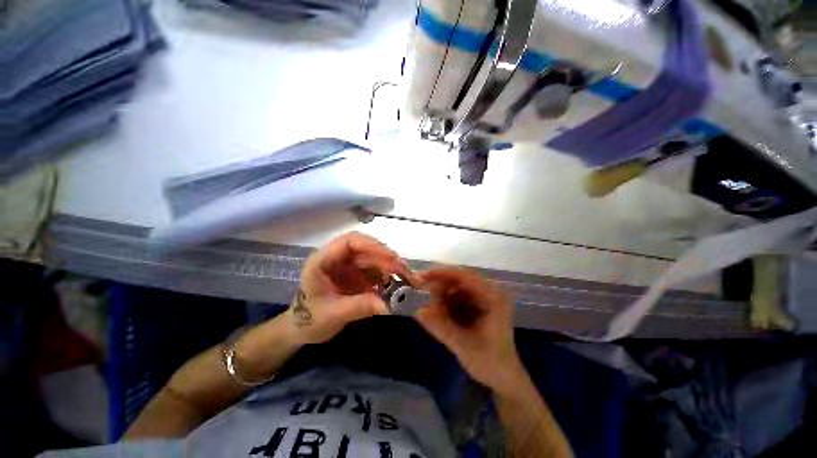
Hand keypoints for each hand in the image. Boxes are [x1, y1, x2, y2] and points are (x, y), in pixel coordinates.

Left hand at [287, 232, 414, 343]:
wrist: (304, 329)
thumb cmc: (310, 319)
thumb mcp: (333, 314)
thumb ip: (360, 306)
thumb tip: (390, 306)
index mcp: (323, 260)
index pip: (349, 242)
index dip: (371, 245)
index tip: (391, 256)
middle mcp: (338, 258)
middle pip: (366, 249)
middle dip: (387, 259)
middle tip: (406, 271)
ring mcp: (349, 266)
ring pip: (374, 259)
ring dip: (391, 268)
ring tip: (407, 280)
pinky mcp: (358, 275)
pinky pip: (376, 271)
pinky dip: (388, 278)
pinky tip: (398, 286)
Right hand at [415, 267, 524, 393]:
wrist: (504, 378)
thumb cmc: (490, 363)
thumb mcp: (463, 346)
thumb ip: (440, 327)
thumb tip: (418, 311)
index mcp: (494, 298)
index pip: (466, 277)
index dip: (442, 274)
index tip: (422, 277)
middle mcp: (490, 293)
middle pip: (459, 281)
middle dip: (440, 289)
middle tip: (425, 301)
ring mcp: (484, 298)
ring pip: (456, 288)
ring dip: (442, 299)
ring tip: (435, 316)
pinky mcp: (478, 305)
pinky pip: (457, 297)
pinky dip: (446, 305)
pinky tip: (443, 318)